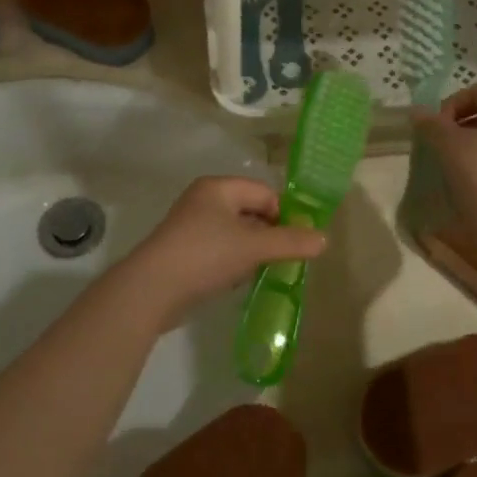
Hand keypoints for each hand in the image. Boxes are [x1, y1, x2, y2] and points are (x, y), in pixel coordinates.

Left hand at [123, 176, 325, 325]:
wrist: (151, 289)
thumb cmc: (205, 255)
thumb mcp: (254, 247)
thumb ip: (290, 242)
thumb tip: (324, 239)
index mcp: (218, 188)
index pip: (265, 193)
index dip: (284, 215)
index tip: (297, 242)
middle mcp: (204, 200)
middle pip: (250, 211)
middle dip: (270, 234)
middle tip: (285, 259)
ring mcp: (191, 226)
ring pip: (235, 233)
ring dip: (252, 250)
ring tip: (263, 271)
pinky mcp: (184, 251)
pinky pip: (220, 249)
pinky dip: (233, 261)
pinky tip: (238, 280)